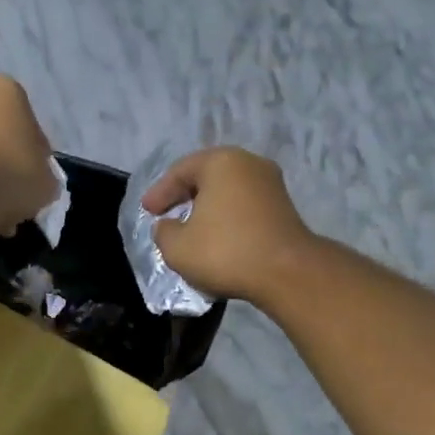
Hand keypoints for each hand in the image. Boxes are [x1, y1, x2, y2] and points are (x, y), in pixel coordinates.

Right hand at [141, 147, 315, 302]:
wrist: (286, 273)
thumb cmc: (225, 251)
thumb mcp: (177, 247)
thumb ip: (163, 231)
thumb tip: (168, 226)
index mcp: (220, 162)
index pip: (180, 171)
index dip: (159, 193)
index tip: (147, 211)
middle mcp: (249, 163)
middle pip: (206, 176)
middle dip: (184, 196)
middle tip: (165, 214)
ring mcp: (271, 183)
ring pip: (227, 191)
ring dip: (206, 207)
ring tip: (190, 227)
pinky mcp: (283, 207)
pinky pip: (244, 206)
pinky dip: (226, 217)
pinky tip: (217, 236)